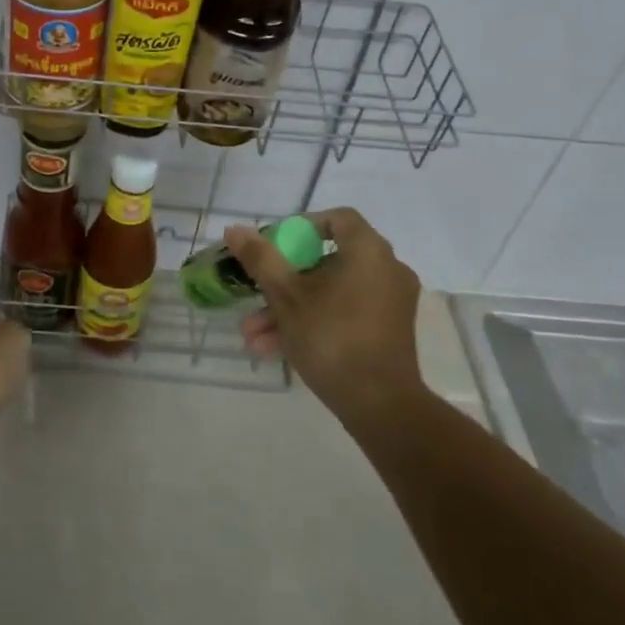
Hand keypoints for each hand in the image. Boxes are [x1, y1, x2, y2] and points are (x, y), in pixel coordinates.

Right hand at [227, 208, 423, 429]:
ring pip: (330, 294)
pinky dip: (313, 323)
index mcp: (368, 251)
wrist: (381, 406)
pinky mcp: (387, 332)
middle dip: (282, 281)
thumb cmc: (332, 338)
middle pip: (326, 262)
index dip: (302, 226)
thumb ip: (261, 259)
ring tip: (251, 335)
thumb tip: (235, 229)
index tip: (274, 245)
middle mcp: (386, 270)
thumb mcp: (286, 296)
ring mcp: (388, 303)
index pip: (337, 219)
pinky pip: (344, 314)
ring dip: (289, 310)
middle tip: (254, 294)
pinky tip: (272, 349)